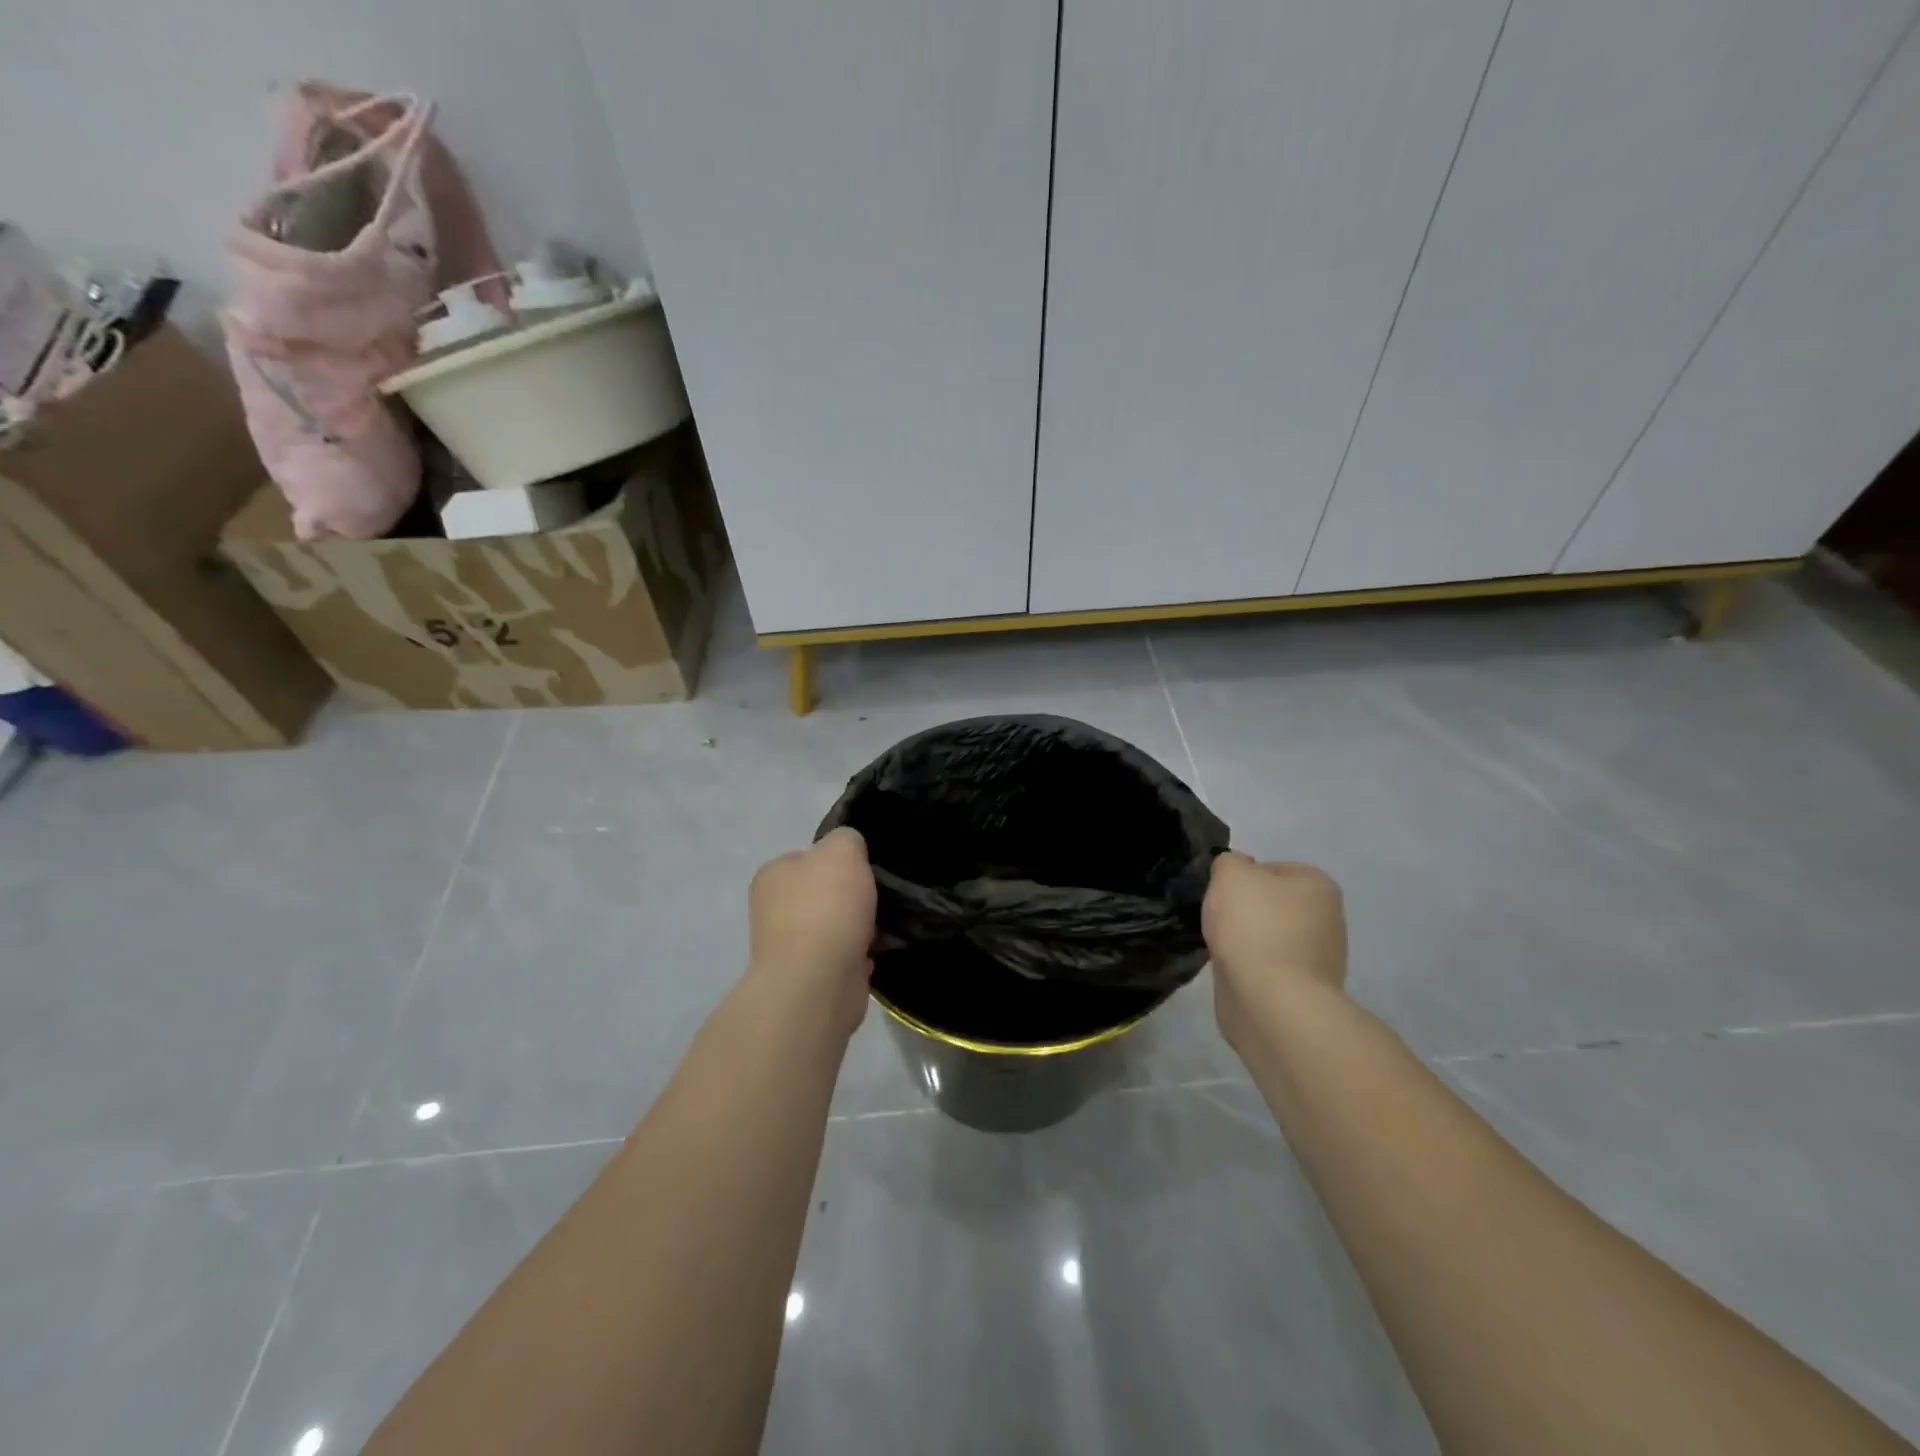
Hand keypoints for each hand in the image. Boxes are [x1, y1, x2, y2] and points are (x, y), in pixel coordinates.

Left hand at [746, 827, 877, 1032]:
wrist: (818, 981)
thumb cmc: (826, 907)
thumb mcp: (843, 850)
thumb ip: (847, 840)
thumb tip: (850, 851)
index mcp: (772, 875)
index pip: (807, 858)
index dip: (838, 862)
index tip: (864, 870)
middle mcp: (771, 909)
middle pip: (821, 894)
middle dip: (848, 897)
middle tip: (878, 897)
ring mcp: (788, 948)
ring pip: (832, 927)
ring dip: (856, 928)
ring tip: (881, 926)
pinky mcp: (808, 979)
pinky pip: (841, 958)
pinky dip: (858, 956)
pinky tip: (874, 953)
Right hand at [1203, 853, 1347, 1050]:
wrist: (1271, 1002)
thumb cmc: (1254, 927)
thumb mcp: (1231, 874)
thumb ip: (1229, 862)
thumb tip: (1235, 873)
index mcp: (1318, 886)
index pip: (1271, 868)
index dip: (1240, 878)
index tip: (1221, 894)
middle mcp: (1326, 919)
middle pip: (1269, 904)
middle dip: (1242, 912)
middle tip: (1217, 920)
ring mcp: (1317, 959)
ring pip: (1265, 937)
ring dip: (1242, 942)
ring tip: (1221, 949)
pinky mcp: (1300, 991)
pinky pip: (1265, 968)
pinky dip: (1246, 968)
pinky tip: (1231, 972)